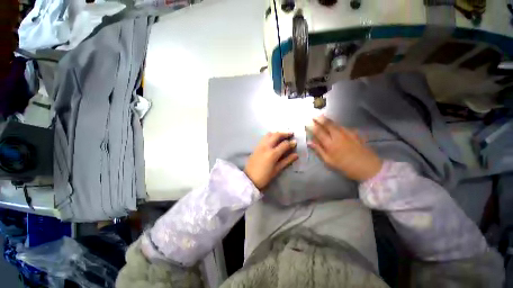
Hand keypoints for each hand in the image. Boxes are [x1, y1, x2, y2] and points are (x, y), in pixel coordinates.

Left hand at [244, 132, 298, 189]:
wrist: (249, 179)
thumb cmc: (264, 177)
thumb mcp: (277, 170)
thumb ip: (287, 161)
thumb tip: (296, 155)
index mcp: (272, 153)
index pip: (284, 144)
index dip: (291, 143)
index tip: (295, 142)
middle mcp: (266, 146)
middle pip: (276, 135)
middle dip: (284, 134)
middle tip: (290, 134)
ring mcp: (260, 145)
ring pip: (269, 134)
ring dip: (276, 133)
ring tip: (282, 136)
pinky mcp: (256, 146)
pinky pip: (264, 137)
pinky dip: (270, 136)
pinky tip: (273, 139)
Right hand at [307, 116, 382, 181]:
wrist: (368, 168)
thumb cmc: (345, 167)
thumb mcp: (329, 161)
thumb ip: (319, 150)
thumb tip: (310, 142)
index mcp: (330, 143)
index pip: (318, 131)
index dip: (311, 126)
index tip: (307, 122)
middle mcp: (338, 135)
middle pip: (327, 124)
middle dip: (319, 118)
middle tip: (314, 116)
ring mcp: (348, 133)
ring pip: (335, 123)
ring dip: (328, 120)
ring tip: (322, 117)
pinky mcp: (355, 133)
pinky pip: (343, 126)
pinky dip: (337, 125)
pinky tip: (336, 126)